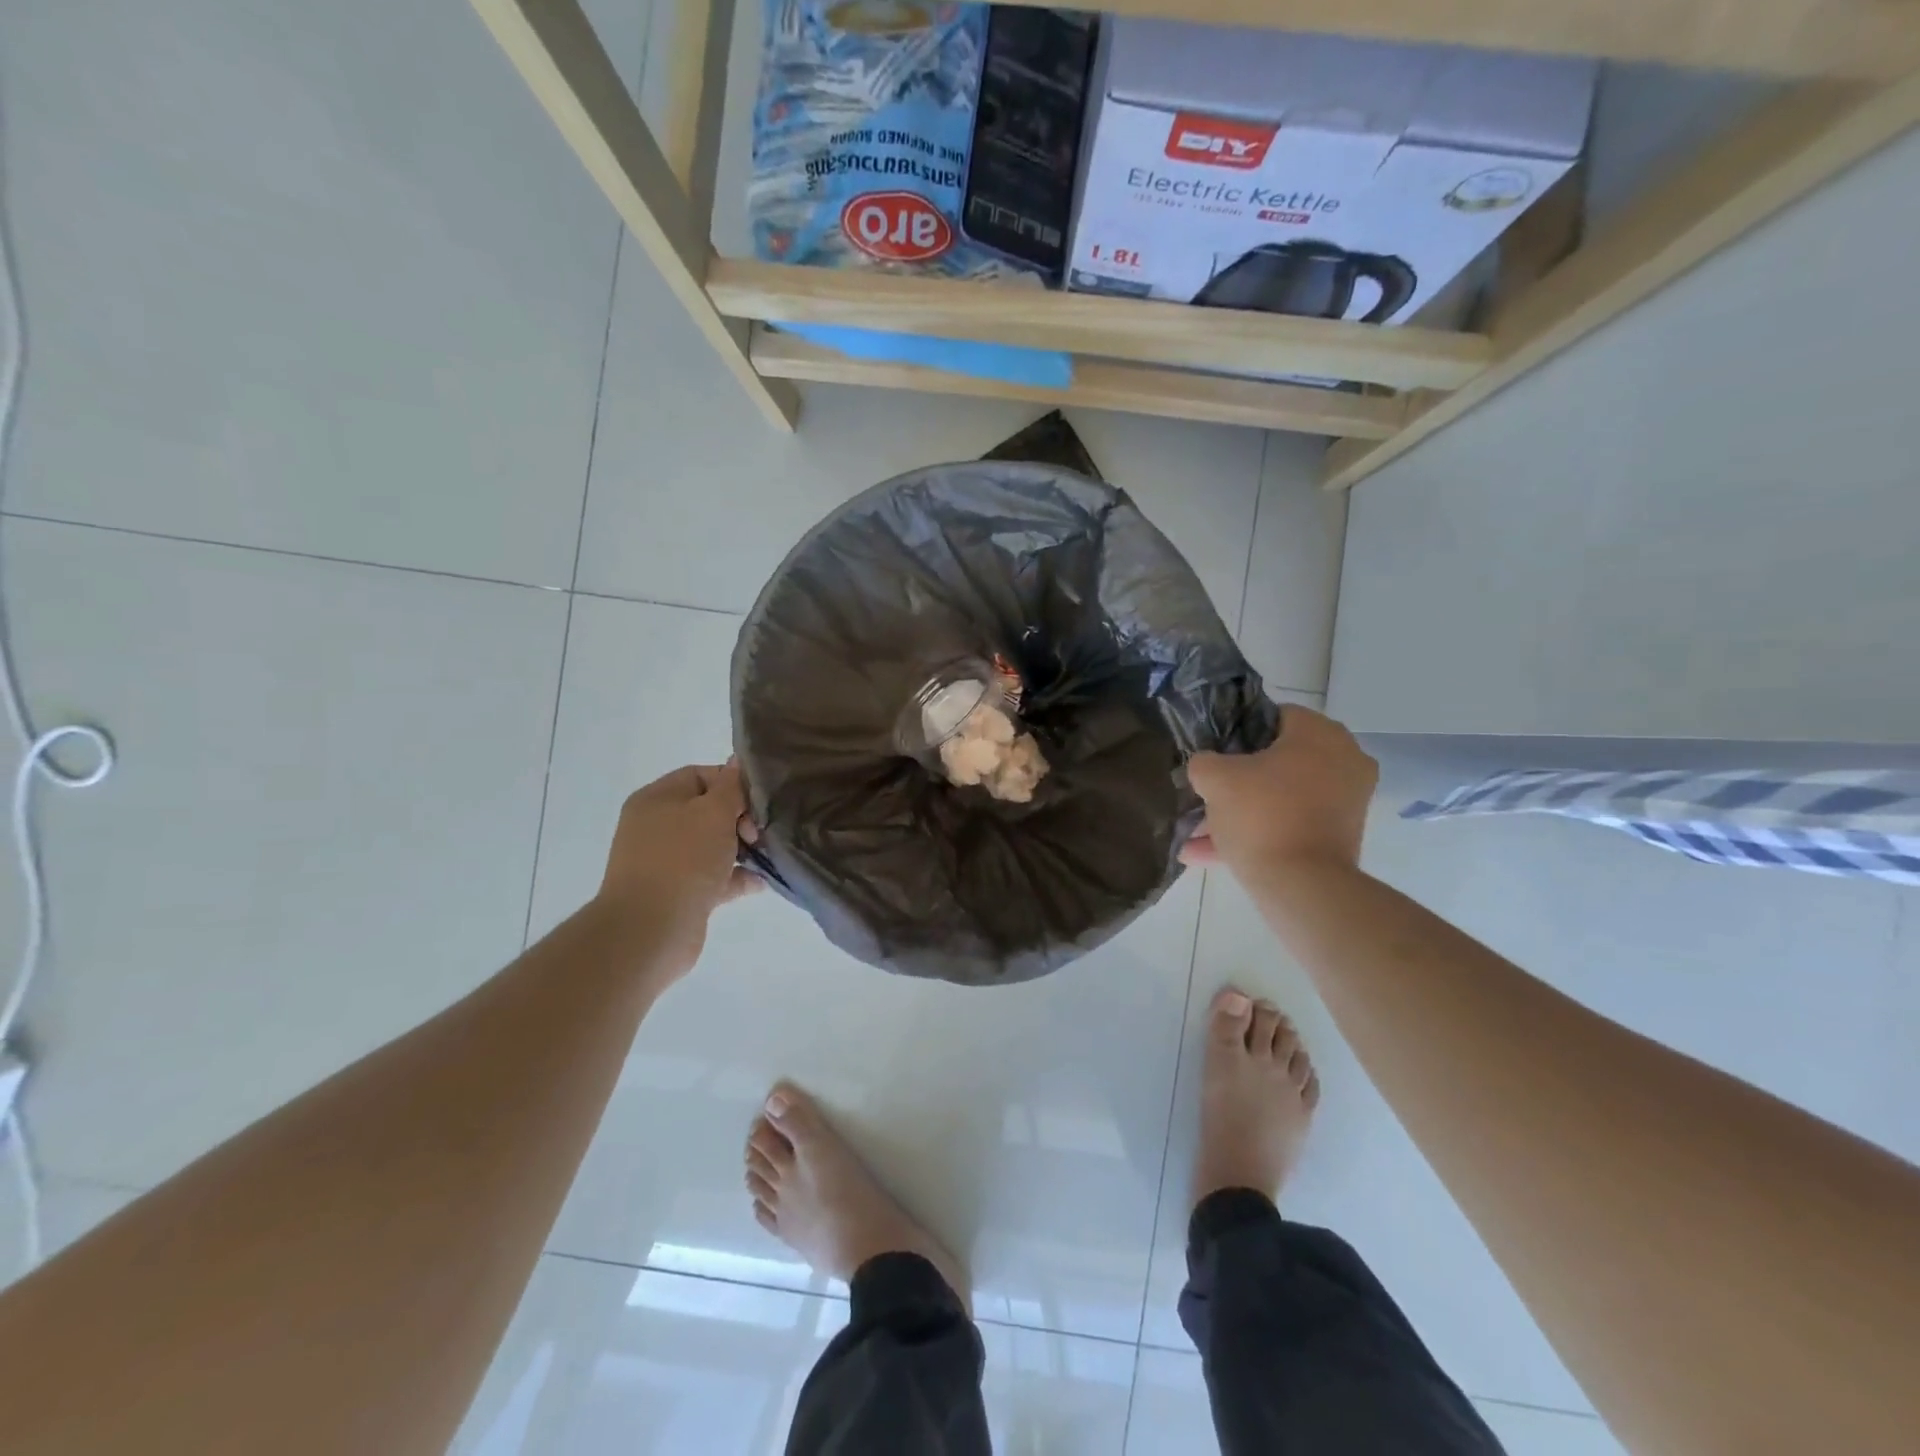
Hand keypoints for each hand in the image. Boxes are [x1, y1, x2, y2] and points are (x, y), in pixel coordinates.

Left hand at [597, 760, 760, 974]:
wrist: (651, 930)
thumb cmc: (683, 860)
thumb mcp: (714, 813)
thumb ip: (732, 788)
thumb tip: (738, 762)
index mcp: (657, 799)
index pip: (701, 775)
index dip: (733, 784)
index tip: (759, 801)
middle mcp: (658, 827)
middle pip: (709, 811)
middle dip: (741, 819)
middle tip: (759, 833)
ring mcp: (667, 862)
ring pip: (714, 846)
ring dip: (743, 849)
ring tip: (769, 855)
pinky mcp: (680, 893)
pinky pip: (714, 877)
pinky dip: (737, 877)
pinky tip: (761, 882)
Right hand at [1181, 706, 1377, 875]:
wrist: (1302, 886)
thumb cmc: (1262, 815)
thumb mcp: (1215, 778)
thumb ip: (1204, 761)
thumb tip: (1206, 765)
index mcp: (1320, 734)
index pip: (1273, 716)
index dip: (1237, 732)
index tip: (1213, 752)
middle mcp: (1344, 760)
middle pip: (1277, 760)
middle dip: (1236, 780)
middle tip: (1206, 792)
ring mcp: (1345, 800)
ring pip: (1280, 797)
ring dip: (1240, 812)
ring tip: (1196, 833)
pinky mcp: (1340, 835)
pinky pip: (1290, 824)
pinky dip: (1257, 834)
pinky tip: (1206, 854)